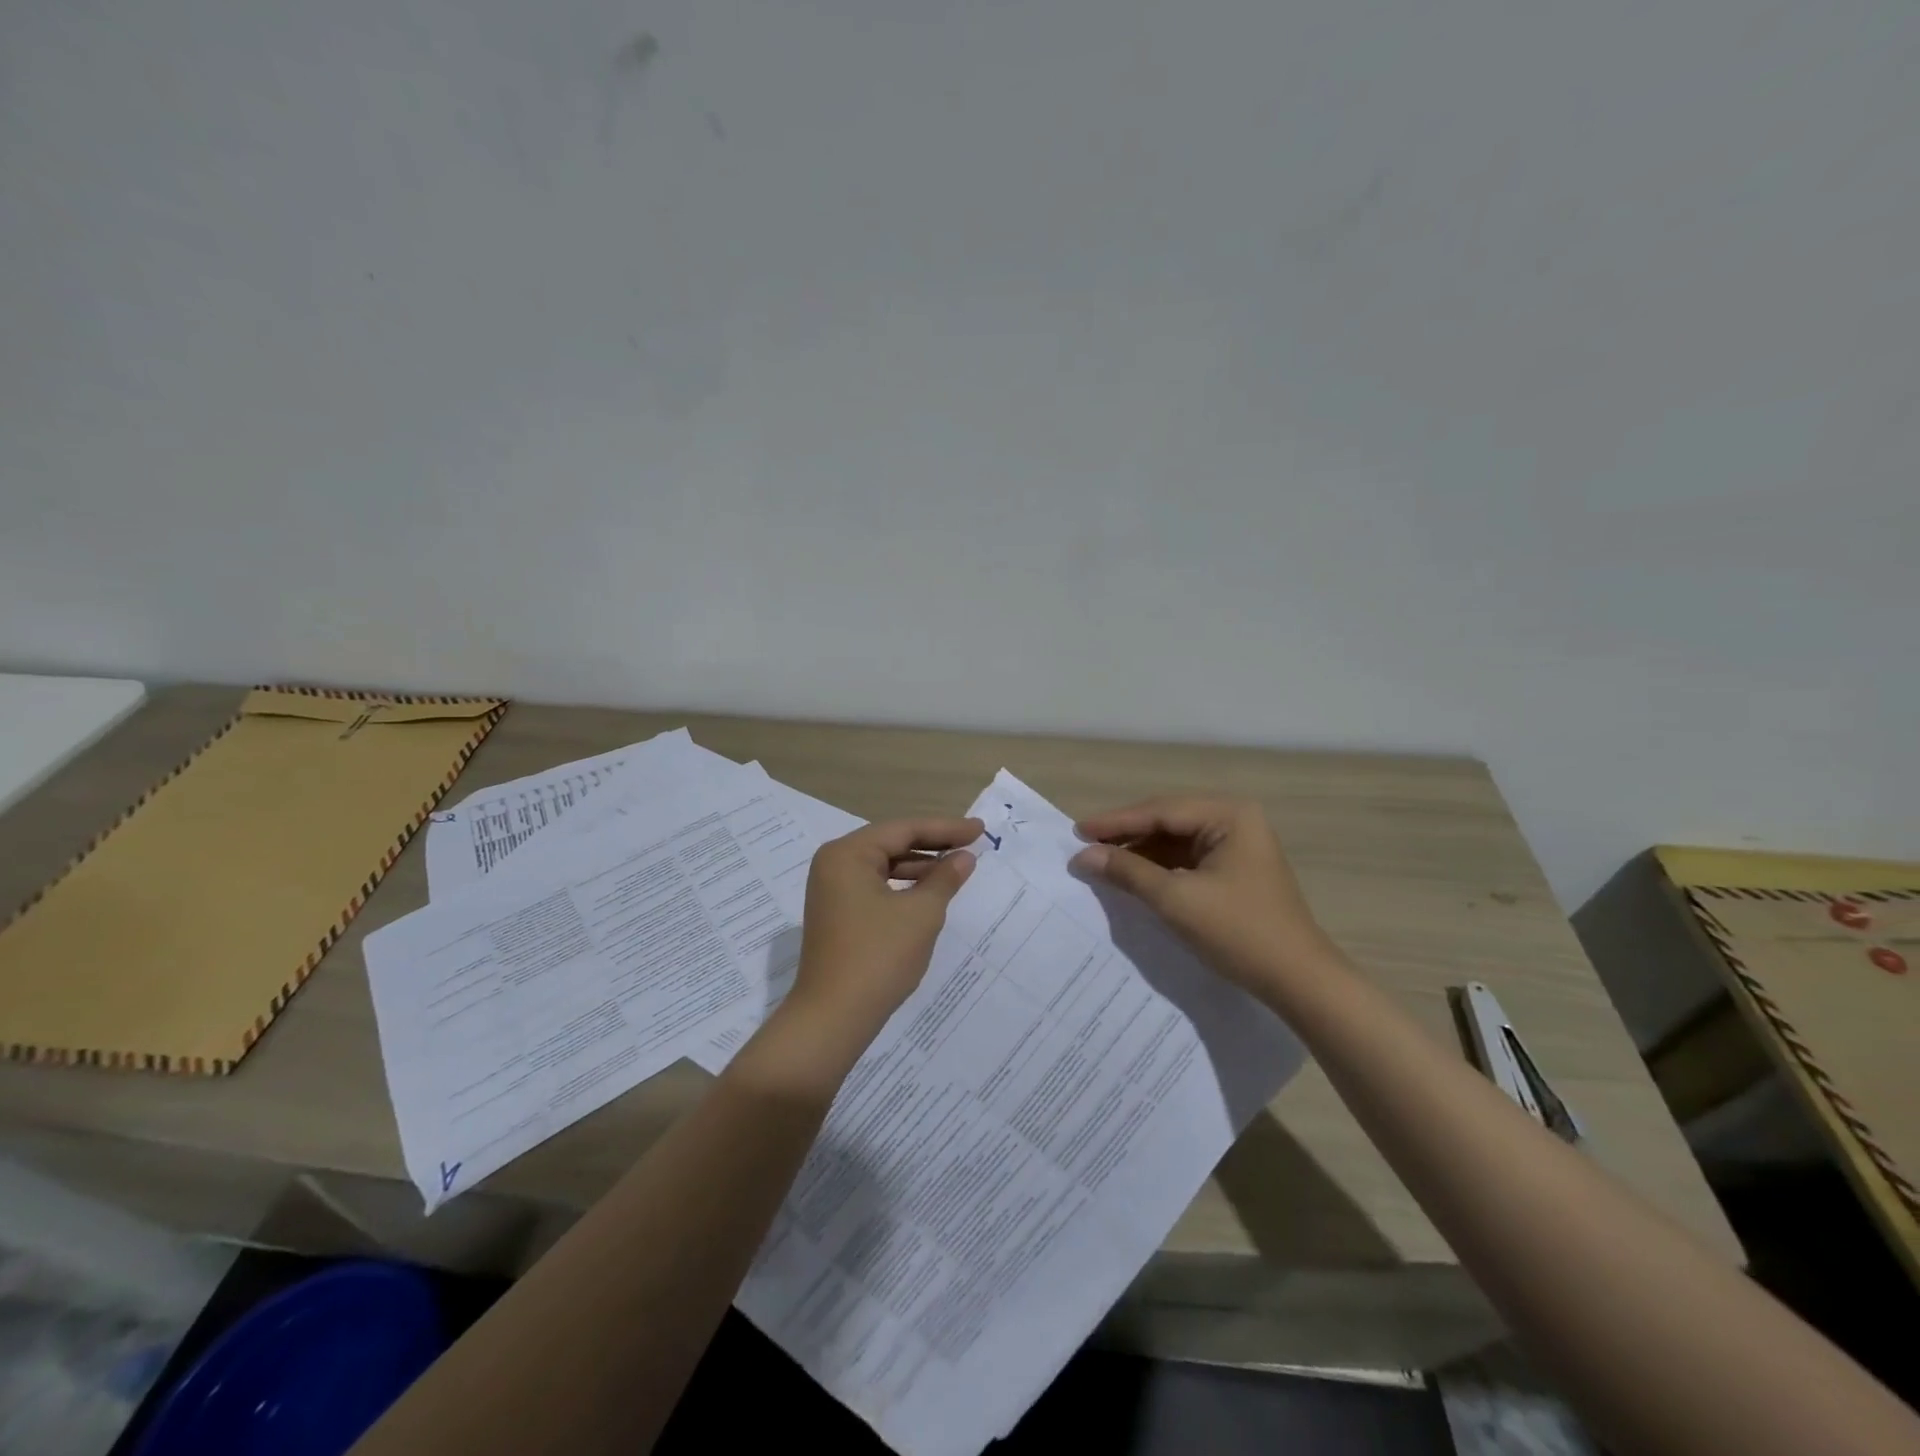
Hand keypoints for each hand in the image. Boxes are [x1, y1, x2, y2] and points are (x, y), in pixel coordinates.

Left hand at [766, 817, 981, 1077]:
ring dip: (920, 867)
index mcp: (848, 854)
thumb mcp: (921, 914)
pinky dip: (904, 886)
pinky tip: (930, 893)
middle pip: (891, 843)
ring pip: (884, 866)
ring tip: (958, 869)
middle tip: (973, 844)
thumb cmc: (878, 957)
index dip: (945, 828)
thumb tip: (965, 857)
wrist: (833, 1018)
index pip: (904, 829)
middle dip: (933, 845)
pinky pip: (876, 887)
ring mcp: (832, 890)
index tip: (980, 829)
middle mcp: (834, 864)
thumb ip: (945, 879)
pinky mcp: (838, 914)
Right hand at [1070, 797, 1331, 998]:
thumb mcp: (1176, 900)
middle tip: (1085, 844)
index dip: (1115, 822)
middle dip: (1126, 835)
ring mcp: (1237, 845)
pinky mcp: (1234, 870)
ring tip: (1101, 862)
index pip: (1160, 811)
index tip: (1077, 830)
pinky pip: (1186, 859)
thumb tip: (1083, 856)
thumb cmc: (1239, 932)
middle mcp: (1235, 820)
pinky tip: (1132, 877)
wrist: (1298, 981)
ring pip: (1175, 841)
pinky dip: (1158, 868)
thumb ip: (1128, 872)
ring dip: (1140, 853)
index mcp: (1229, 815)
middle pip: (1167, 821)